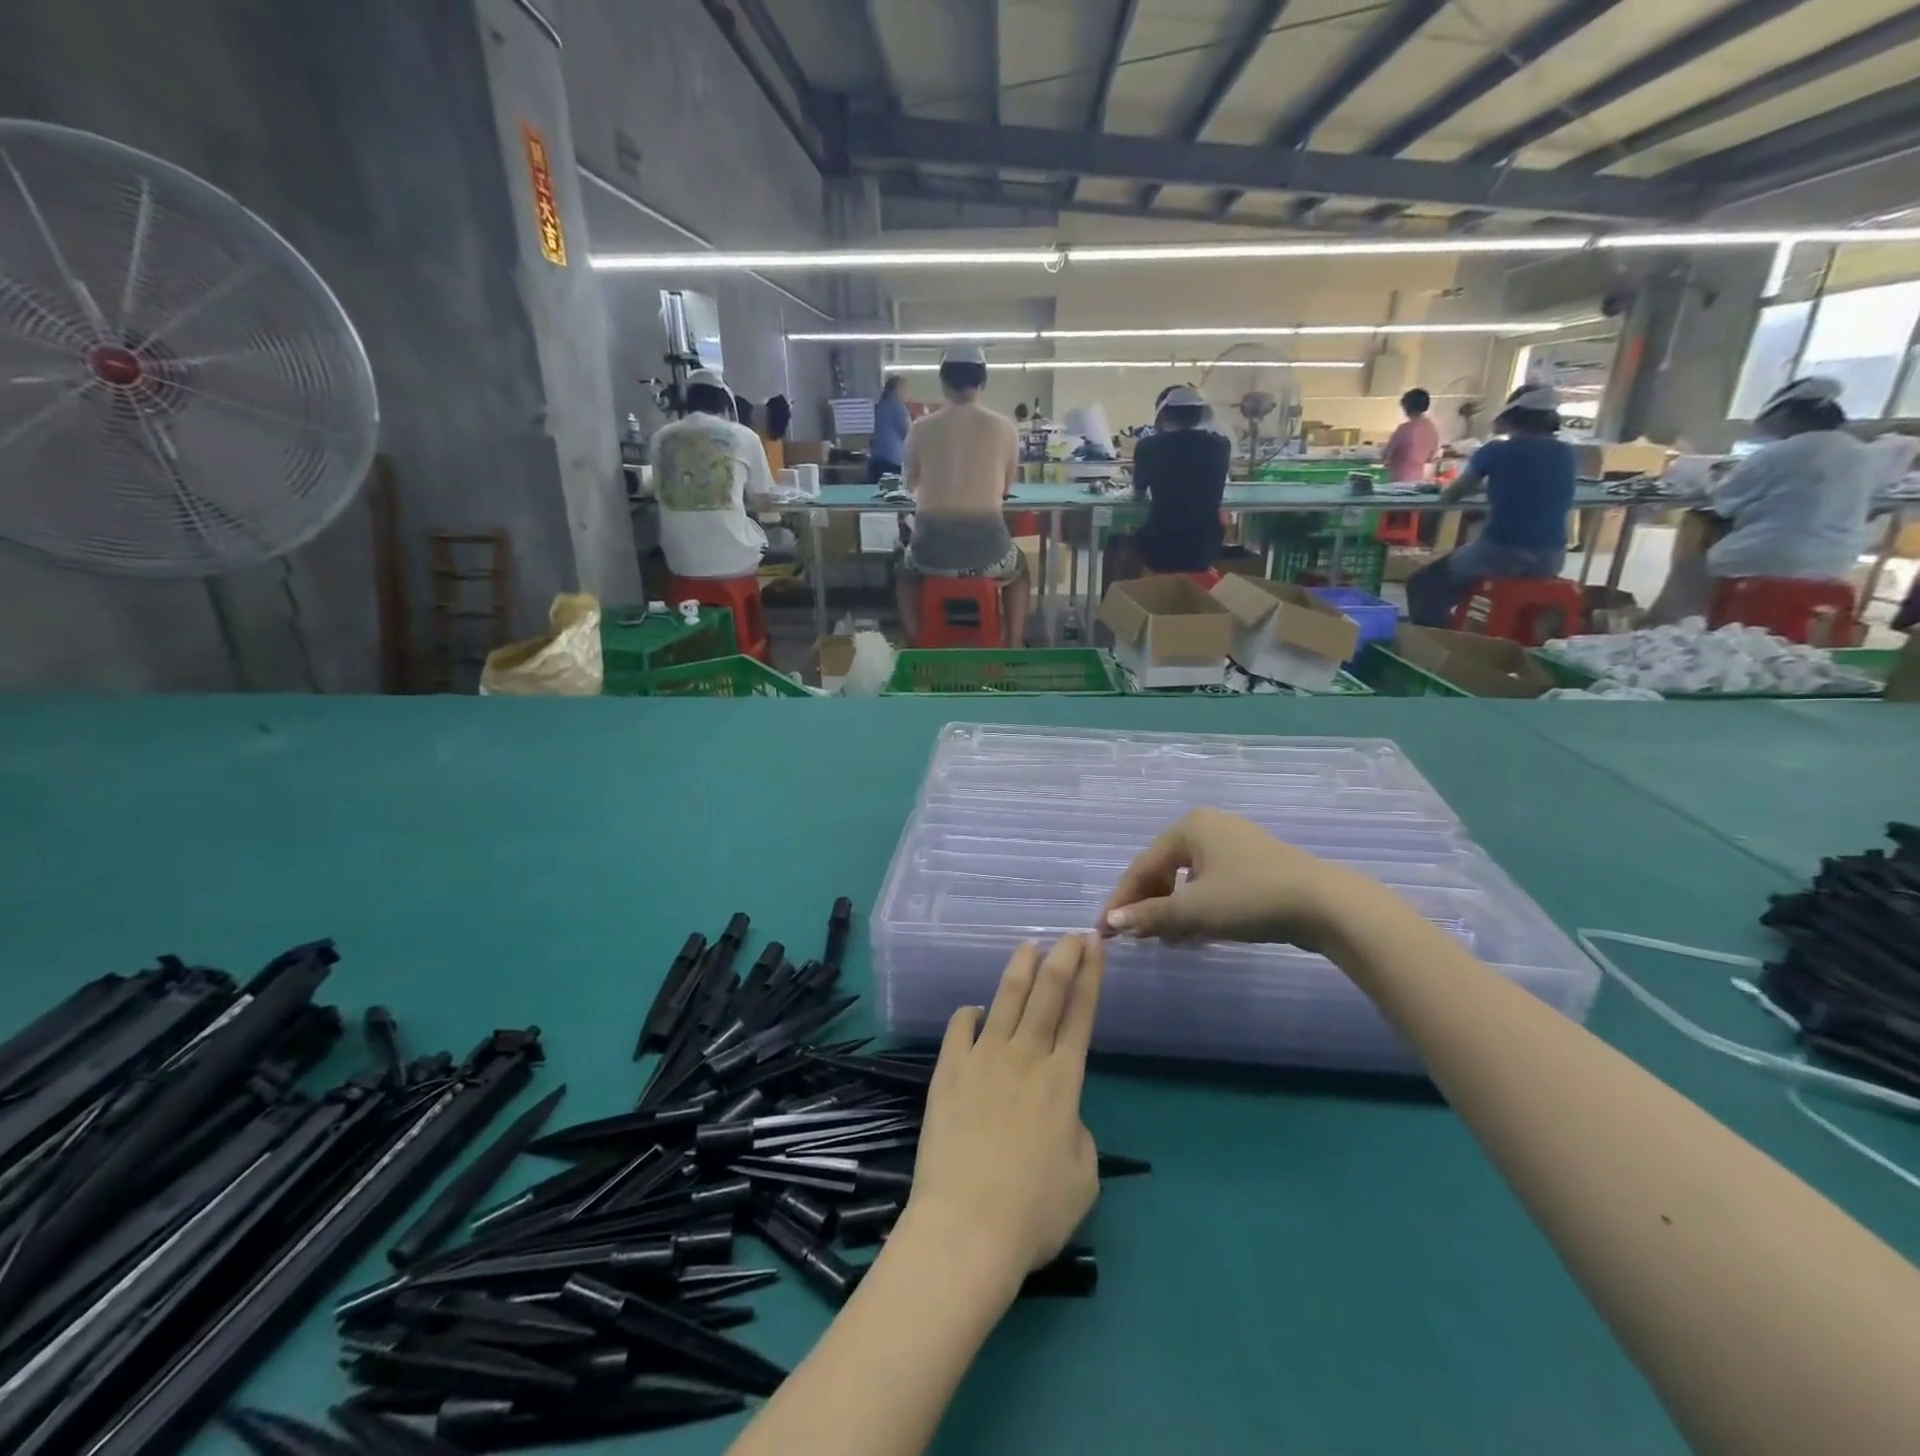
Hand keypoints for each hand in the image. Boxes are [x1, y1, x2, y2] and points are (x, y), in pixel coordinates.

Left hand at [904, 936, 1103, 1288]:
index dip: (1090, 977)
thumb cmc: (1033, 1213)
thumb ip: (1076, 1132)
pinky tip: (975, 1010)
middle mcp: (1025, 1058)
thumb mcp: (1083, 1178)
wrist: (967, 1228)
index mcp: (1063, 1082)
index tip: (1094, 946)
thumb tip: (1059, 1113)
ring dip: (1020, 969)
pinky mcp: (948, 1072)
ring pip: (1005, 999)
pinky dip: (970, 1015)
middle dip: (1062, 958)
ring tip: (1028, 946)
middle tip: (1069, 933)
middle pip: (1047, 994)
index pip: (1081, 1015)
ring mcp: (983, 1060)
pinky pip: (960, 1029)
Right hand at [1098, 807, 1371, 950]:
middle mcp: (1209, 827)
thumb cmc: (1250, 898)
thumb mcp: (1194, 910)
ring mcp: (1235, 844)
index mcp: (1189, 827)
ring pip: (1189, 880)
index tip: (1105, 930)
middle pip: (1164, 870)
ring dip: (1174, 911)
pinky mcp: (1255, 865)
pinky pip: (1213, 884)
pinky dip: (1200, 908)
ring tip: (1167, 940)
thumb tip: (1111, 922)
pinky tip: (1198, 933)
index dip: (1122, 900)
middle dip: (1150, 906)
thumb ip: (1149, 915)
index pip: (1142, 866)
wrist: (1326, 905)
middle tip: (1138, 937)